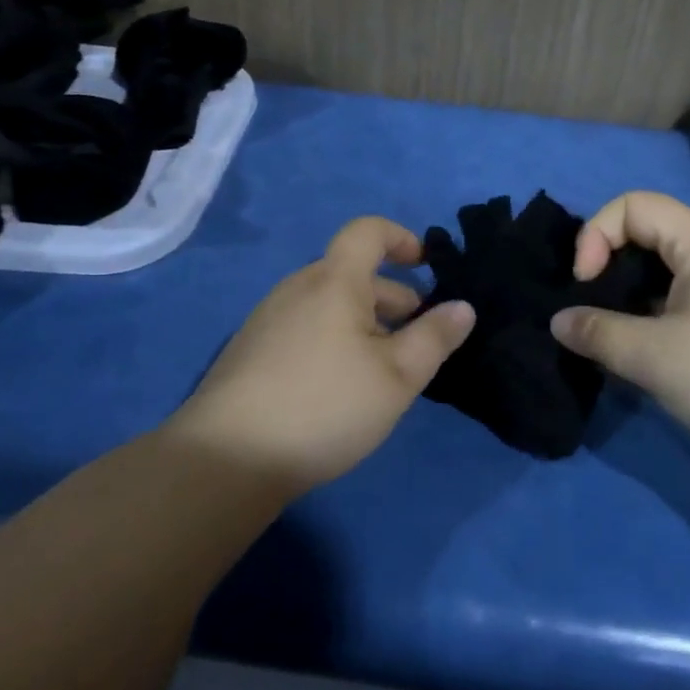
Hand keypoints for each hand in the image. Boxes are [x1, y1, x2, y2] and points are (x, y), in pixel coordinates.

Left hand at [166, 217, 476, 493]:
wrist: (227, 458)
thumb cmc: (325, 405)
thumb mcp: (397, 377)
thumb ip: (434, 338)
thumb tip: (463, 307)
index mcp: (334, 280)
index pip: (367, 231)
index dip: (401, 238)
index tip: (426, 266)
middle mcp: (298, 287)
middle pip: (352, 273)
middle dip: (393, 297)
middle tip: (418, 339)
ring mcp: (269, 318)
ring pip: (330, 304)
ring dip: (365, 323)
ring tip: (384, 370)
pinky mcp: (251, 350)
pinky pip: (306, 326)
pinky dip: (334, 339)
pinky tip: (339, 389)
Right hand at [551, 191, 689, 490]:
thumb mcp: (654, 359)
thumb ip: (597, 333)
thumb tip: (558, 322)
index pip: (635, 205)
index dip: (597, 234)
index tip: (585, 283)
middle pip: (651, 231)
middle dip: (610, 262)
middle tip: (592, 307)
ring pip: (668, 269)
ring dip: (632, 292)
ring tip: (613, 332)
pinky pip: (687, 297)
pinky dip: (656, 312)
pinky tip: (649, 351)